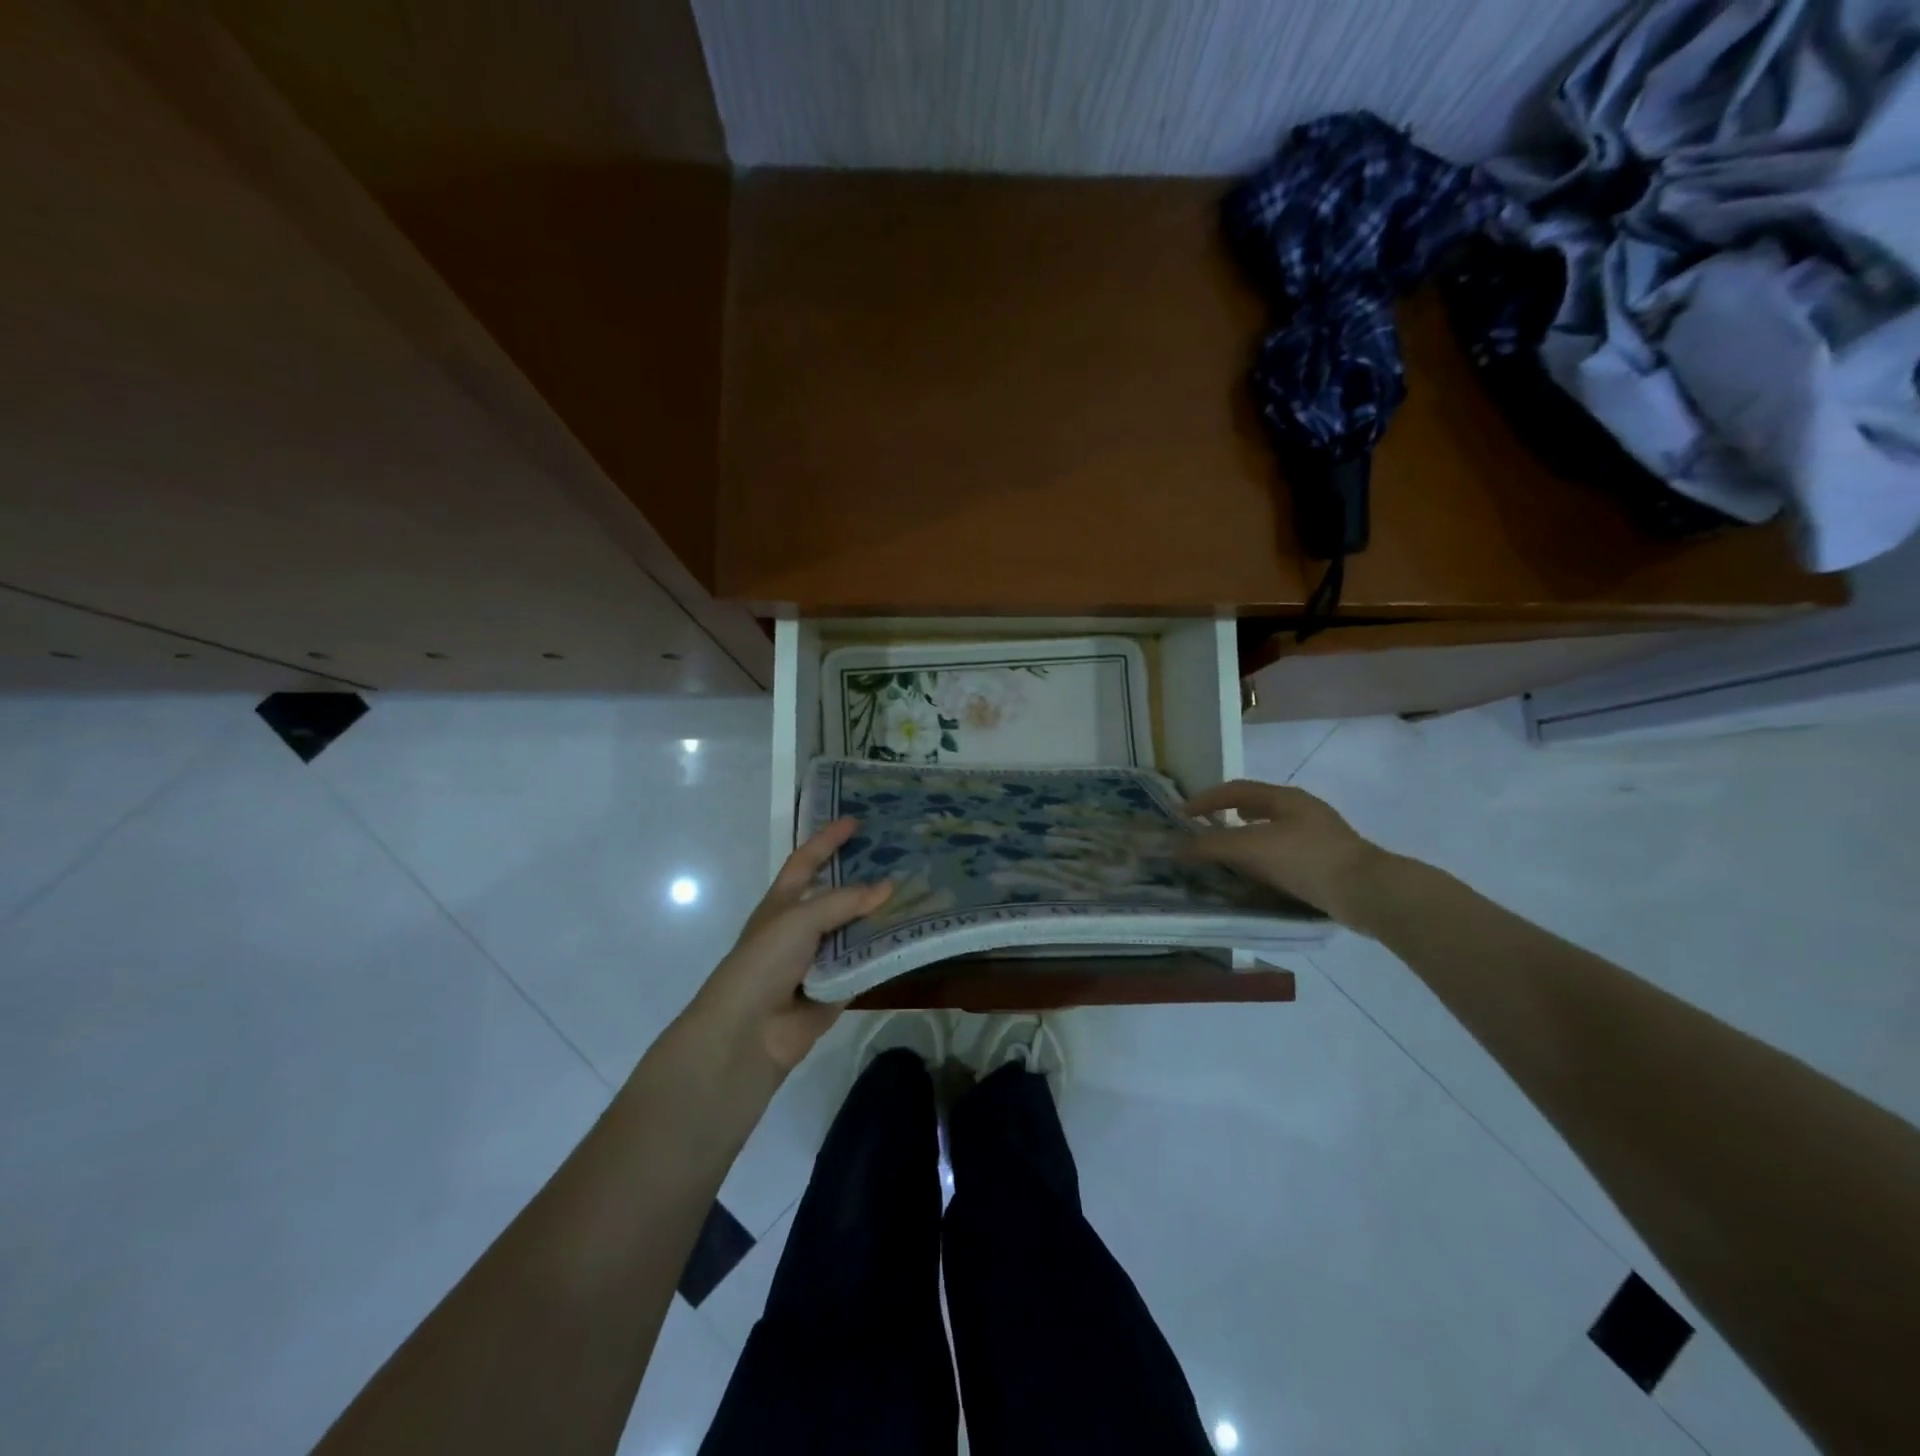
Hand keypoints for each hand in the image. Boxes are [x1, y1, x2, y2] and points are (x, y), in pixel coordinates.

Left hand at [683, 819, 893, 1076]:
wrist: (749, 1031)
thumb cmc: (764, 961)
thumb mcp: (800, 919)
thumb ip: (844, 901)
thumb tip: (888, 887)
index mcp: (784, 903)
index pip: (807, 861)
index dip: (827, 840)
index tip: (855, 821)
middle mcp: (803, 926)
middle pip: (839, 894)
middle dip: (865, 877)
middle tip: (901, 857)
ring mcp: (821, 958)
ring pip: (857, 929)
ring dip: (882, 915)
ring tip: (920, 893)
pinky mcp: (839, 986)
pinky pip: (866, 963)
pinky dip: (885, 952)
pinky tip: (914, 935)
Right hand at [1180, 780, 1383, 925]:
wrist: (1368, 892)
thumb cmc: (1307, 859)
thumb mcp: (1253, 848)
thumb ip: (1211, 845)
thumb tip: (1172, 846)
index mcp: (1284, 797)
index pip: (1235, 790)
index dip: (1205, 800)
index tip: (1181, 815)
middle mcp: (1301, 810)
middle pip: (1254, 805)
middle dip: (1225, 815)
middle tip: (1201, 830)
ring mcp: (1316, 835)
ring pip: (1269, 829)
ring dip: (1243, 836)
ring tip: (1225, 851)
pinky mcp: (1324, 860)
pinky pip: (1282, 851)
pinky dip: (1260, 856)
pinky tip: (1257, 873)